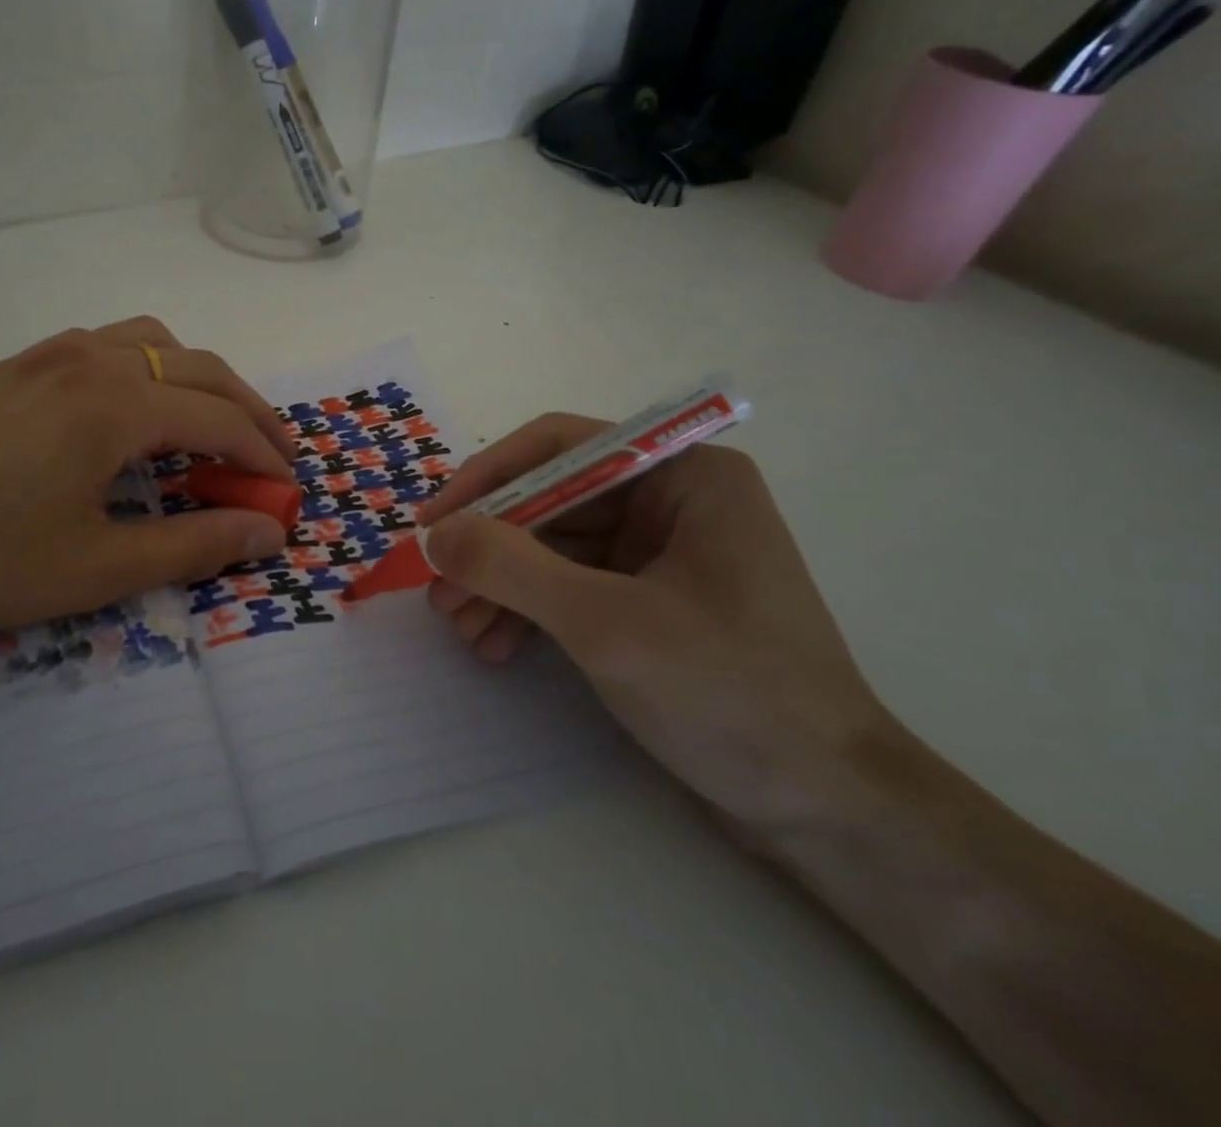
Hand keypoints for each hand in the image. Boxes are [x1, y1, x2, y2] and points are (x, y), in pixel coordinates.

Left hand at [0, 317, 295, 654]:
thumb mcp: (98, 567)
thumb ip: (193, 546)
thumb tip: (269, 532)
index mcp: (115, 403)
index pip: (219, 419)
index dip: (264, 454)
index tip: (289, 488)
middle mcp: (89, 360)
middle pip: (197, 368)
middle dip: (247, 409)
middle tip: (273, 455)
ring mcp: (46, 355)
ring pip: (150, 341)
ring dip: (195, 377)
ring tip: (209, 423)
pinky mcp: (13, 368)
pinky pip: (102, 345)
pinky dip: (145, 368)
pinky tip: (130, 411)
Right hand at [421, 416, 900, 835]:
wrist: (827, 811)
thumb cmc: (728, 694)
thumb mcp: (604, 622)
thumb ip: (510, 566)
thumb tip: (434, 534)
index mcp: (684, 477)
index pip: (560, 448)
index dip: (487, 478)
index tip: (432, 523)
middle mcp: (673, 502)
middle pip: (551, 501)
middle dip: (490, 547)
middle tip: (438, 591)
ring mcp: (663, 554)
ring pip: (554, 547)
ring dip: (501, 583)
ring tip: (459, 627)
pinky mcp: (652, 602)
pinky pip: (571, 586)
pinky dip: (529, 610)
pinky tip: (494, 645)